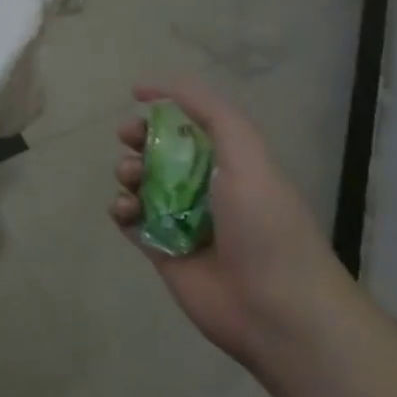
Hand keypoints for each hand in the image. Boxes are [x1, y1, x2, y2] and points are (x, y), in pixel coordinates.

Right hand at [110, 82, 351, 370]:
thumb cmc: (266, 226)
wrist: (276, 309)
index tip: (136, 98)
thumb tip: (163, 88)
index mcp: (231, 165)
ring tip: (131, 181)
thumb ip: (212, 115)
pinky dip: (121, 210)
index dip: (165, 110)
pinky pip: (129, 221)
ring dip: (128, 174)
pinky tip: (126, 210)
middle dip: (139, 140)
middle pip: (160, 153)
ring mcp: (181, 221)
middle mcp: (205, 189)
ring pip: (140, 185)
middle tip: (127, 139)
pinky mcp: (161, 251)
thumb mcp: (248, 156)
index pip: (192, 126)